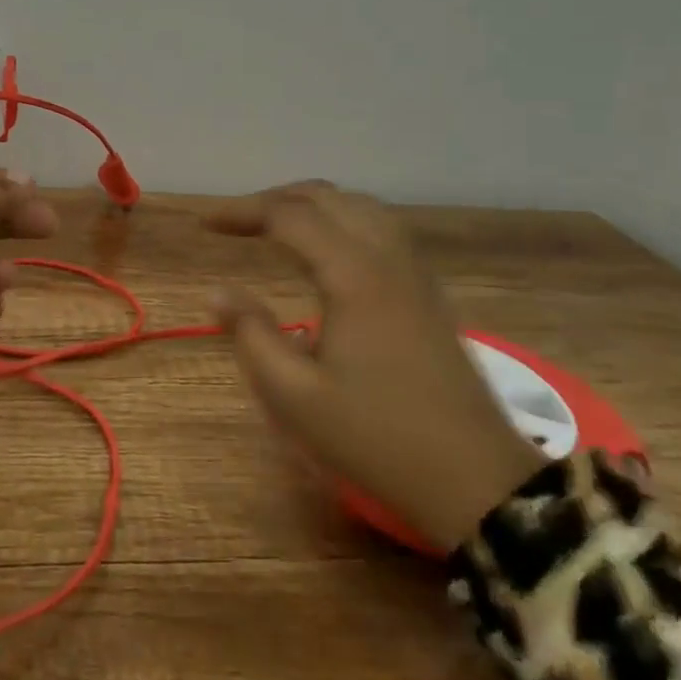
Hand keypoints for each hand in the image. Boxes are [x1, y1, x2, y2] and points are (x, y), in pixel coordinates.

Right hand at [206, 182, 544, 551]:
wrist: (475, 480)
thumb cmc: (376, 438)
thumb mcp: (294, 396)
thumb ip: (251, 335)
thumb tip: (219, 293)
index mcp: (353, 275)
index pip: (289, 217)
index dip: (242, 211)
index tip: (205, 223)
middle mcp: (386, 258)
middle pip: (327, 198)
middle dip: (274, 200)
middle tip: (234, 220)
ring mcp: (414, 273)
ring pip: (360, 207)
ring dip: (312, 204)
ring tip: (275, 223)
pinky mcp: (428, 292)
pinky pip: (381, 227)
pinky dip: (343, 218)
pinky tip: (329, 246)